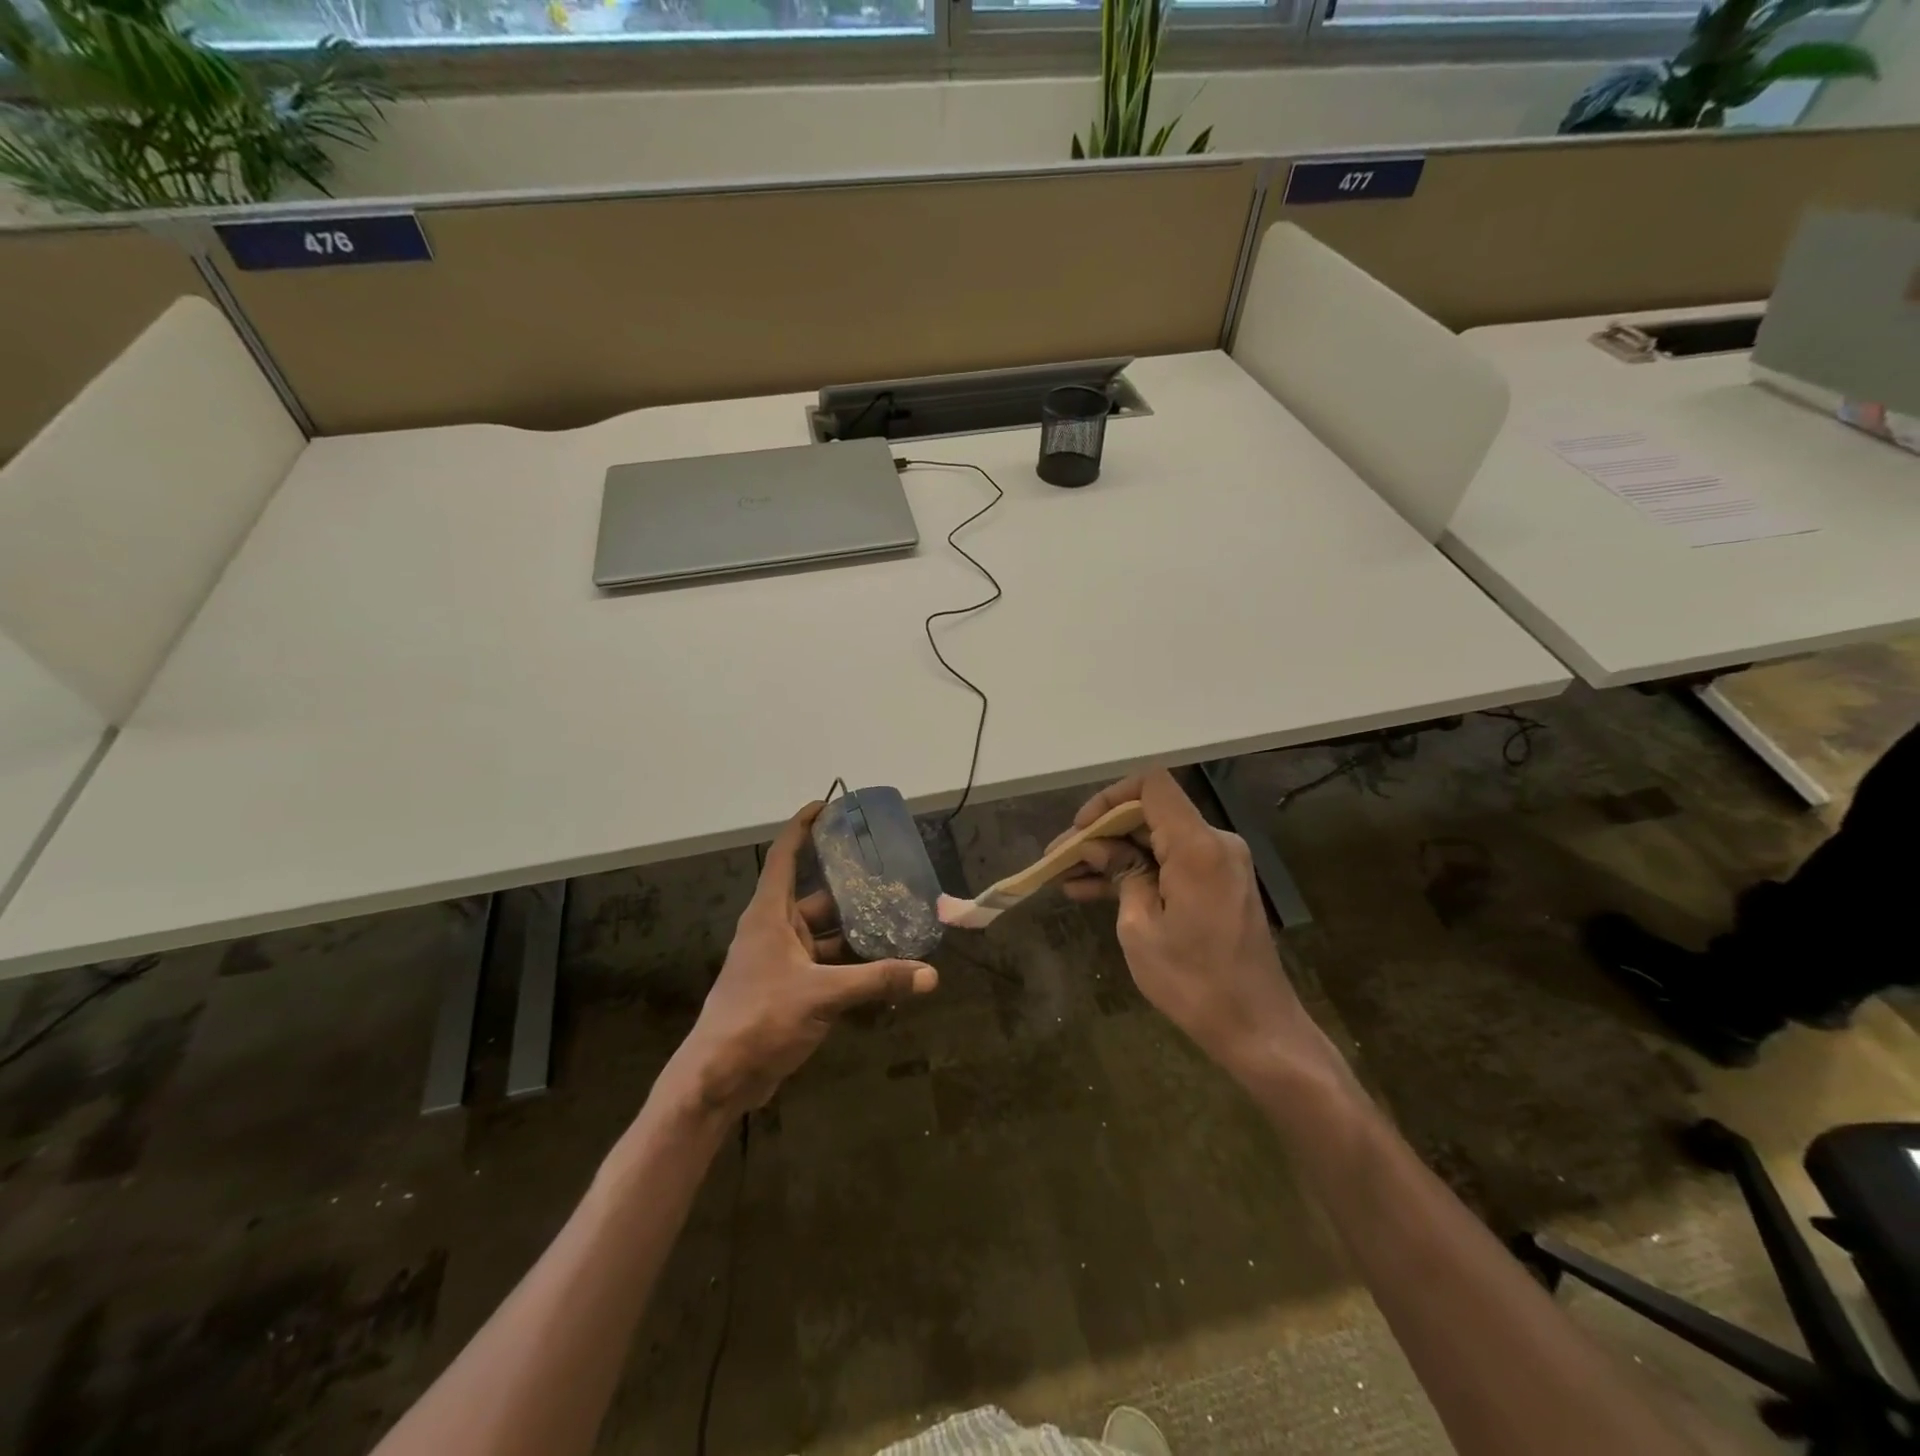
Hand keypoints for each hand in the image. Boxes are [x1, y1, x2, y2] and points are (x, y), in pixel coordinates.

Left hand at [666, 802, 937, 1116]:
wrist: (719, 1079)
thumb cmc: (759, 1018)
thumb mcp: (821, 995)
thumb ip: (877, 981)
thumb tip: (930, 974)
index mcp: (770, 915)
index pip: (785, 856)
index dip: (803, 827)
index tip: (827, 805)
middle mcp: (776, 931)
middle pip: (817, 896)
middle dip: (852, 888)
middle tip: (892, 875)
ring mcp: (784, 962)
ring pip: (827, 936)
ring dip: (858, 931)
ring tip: (900, 919)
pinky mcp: (792, 991)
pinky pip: (830, 967)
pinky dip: (854, 965)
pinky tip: (887, 967)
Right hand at [1058, 768, 1335, 1084]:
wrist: (1256, 1027)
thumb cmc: (1193, 982)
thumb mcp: (1139, 928)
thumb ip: (1121, 874)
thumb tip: (1098, 847)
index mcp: (1197, 846)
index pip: (1152, 786)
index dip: (1109, 798)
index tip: (1081, 829)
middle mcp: (1214, 842)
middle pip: (1150, 813)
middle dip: (1102, 832)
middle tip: (1060, 858)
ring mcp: (1220, 863)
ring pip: (1156, 840)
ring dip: (1114, 854)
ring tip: (1066, 876)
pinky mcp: (1219, 883)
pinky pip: (1171, 863)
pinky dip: (1137, 871)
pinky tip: (1092, 890)